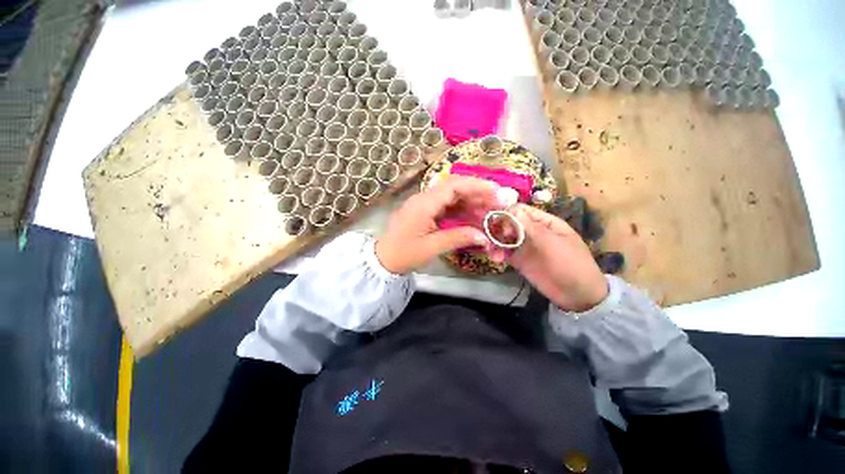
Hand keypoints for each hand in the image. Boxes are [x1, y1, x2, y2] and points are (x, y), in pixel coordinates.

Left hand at [375, 176, 503, 274]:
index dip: (476, 186)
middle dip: (478, 194)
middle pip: (454, 188)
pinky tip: (474, 218)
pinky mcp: (426, 212)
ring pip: (452, 197)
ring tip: (490, 212)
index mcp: (424, 203)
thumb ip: (458, 238)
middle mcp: (424, 198)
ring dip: (471, 203)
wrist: (383, 259)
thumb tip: (484, 236)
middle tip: (498, 203)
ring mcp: (425, 205)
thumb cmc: (404, 254)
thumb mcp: (432, 247)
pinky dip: (462, 211)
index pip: (453, 185)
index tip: (496, 191)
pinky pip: (447, 207)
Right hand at [497, 204, 608, 311]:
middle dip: (499, 228)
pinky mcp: (519, 260)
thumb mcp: (552, 243)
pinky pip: (504, 252)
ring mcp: (524, 246)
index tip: (502, 225)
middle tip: (497, 239)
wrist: (577, 295)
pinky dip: (497, 253)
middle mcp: (532, 231)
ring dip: (495, 241)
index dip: (508, 214)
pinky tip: (495, 258)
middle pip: (509, 222)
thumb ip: (531, 227)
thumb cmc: (570, 263)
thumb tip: (512, 210)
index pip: (521, 210)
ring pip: (504, 237)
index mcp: (544, 222)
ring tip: (493, 252)